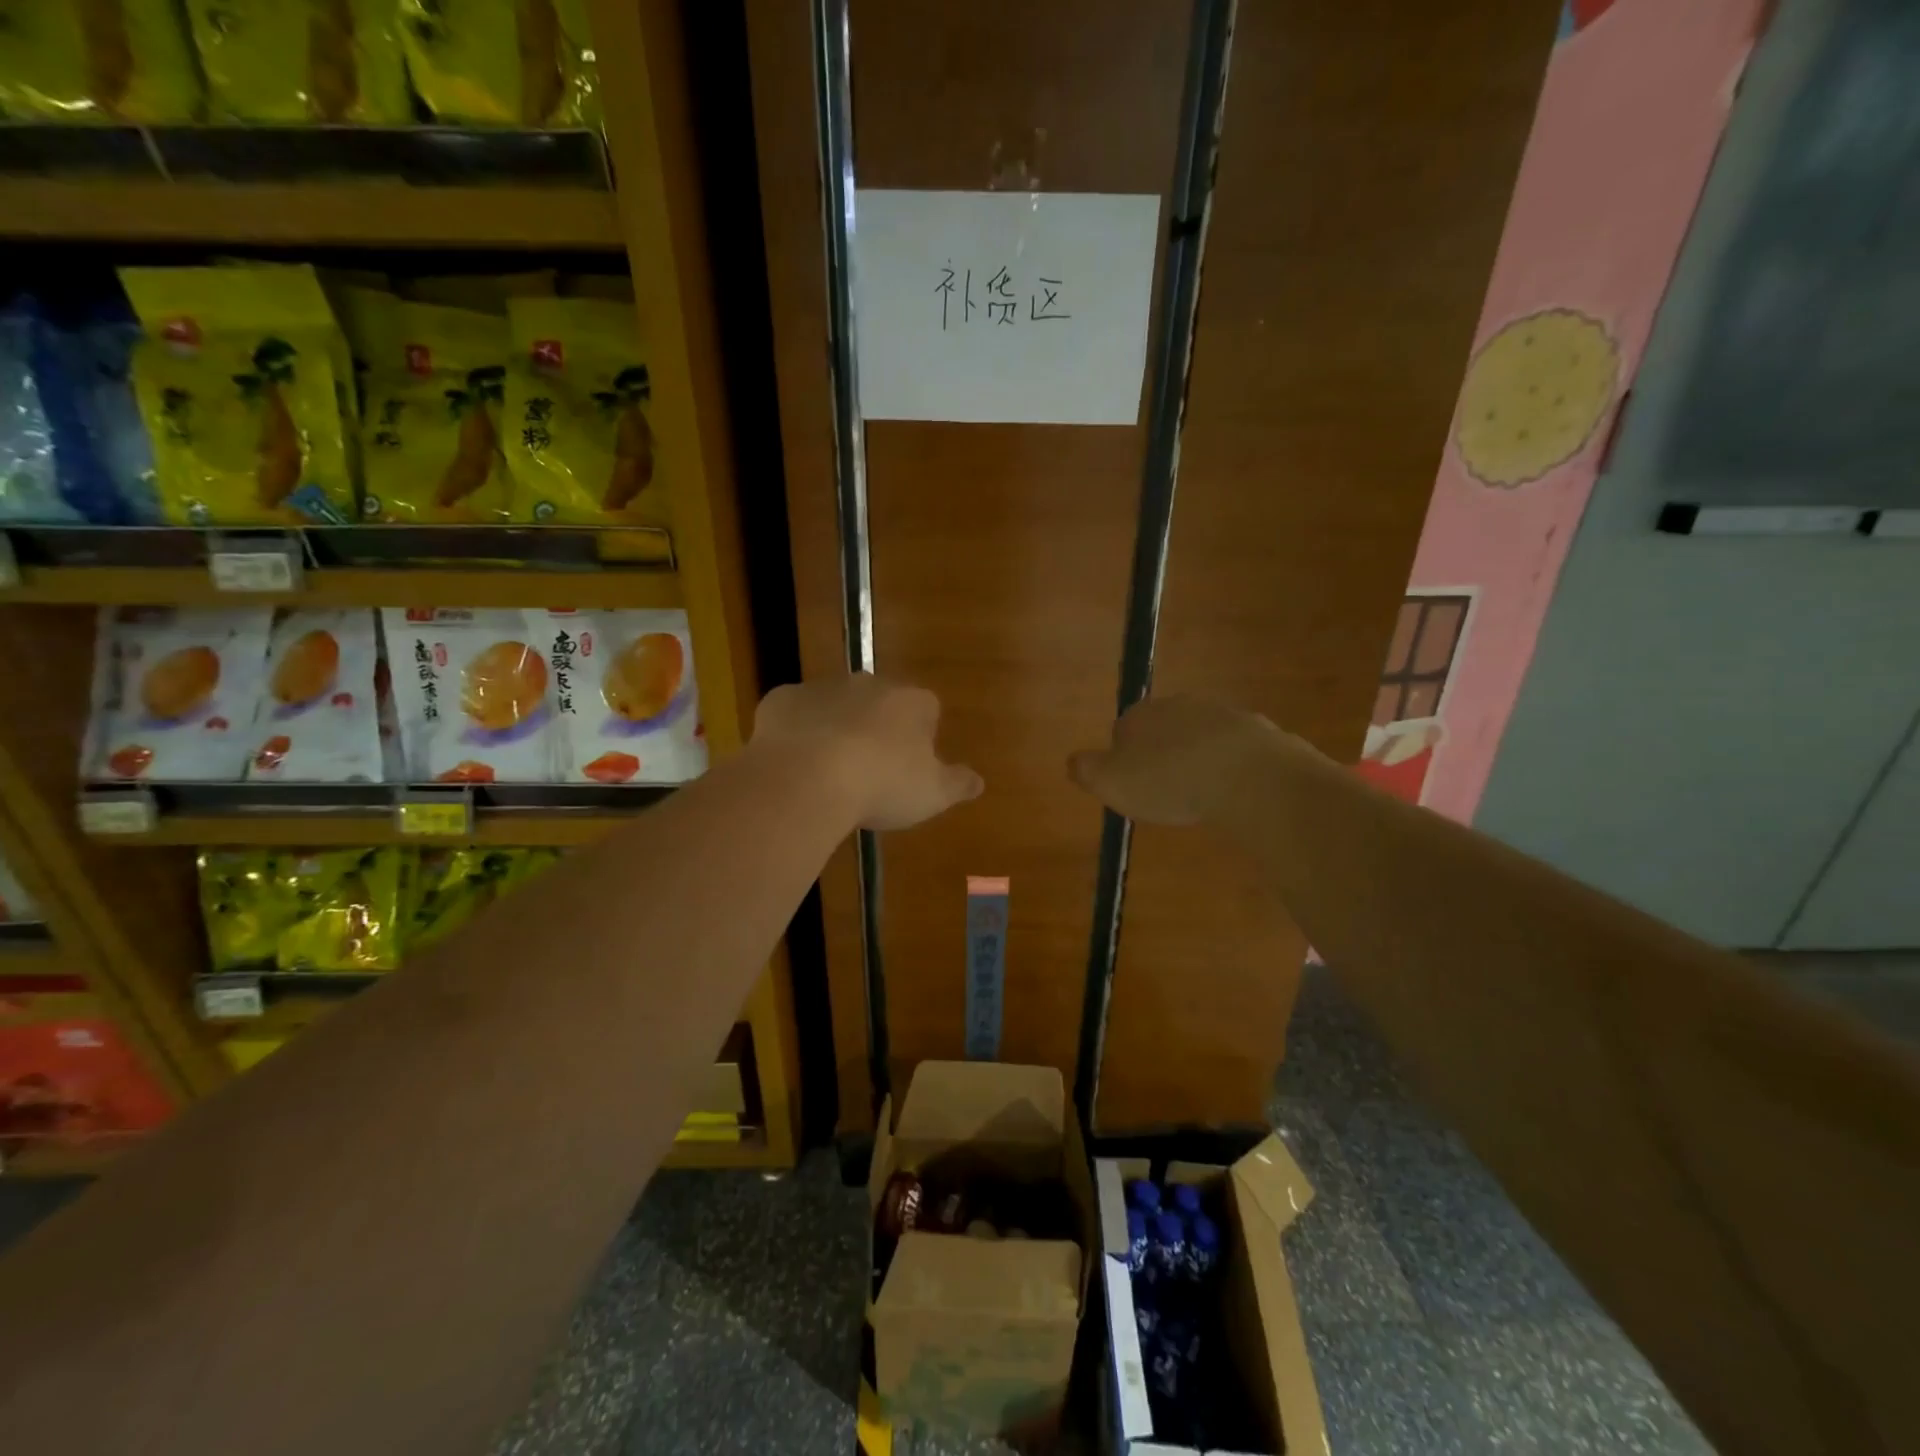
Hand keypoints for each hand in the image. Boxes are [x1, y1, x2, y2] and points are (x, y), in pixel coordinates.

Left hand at [752, 674, 982, 830]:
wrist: (807, 778)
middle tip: (869, 770)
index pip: (926, 709)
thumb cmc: (882, 785)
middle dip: (876, 728)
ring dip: (835, 728)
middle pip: (879, 703)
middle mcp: (869, 684)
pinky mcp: (782, 699)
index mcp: (911, 702)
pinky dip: (795, 733)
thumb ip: (958, 784)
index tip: (911, 767)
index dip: (920, 737)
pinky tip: (794, 764)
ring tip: (828, 772)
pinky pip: (794, 714)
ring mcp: (823, 687)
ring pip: (835, 705)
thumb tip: (979, 781)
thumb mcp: (933, 794)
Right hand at [1068, 695, 1287, 825]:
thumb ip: (1086, 770)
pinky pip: (1238, 749)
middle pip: (1164, 729)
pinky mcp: (1258, 729)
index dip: (1126, 759)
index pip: (1123, 731)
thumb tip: (1073, 760)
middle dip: (1165, 754)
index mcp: (1139, 716)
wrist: (1247, 776)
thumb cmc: (1168, 782)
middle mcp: (1179, 705)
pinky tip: (1236, 791)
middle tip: (1169, 791)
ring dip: (1201, 758)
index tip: (1134, 786)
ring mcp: (1222, 714)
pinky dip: (1234, 766)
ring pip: (1203, 736)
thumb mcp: (1110, 783)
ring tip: (1204, 794)